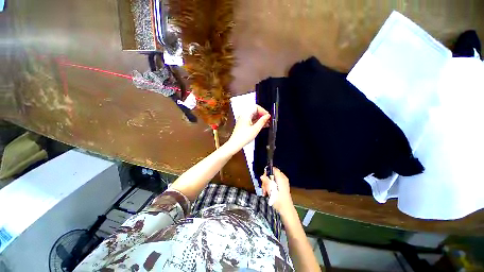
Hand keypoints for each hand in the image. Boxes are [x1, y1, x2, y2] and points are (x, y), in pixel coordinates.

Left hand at [226, 104, 270, 152]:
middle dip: (262, 115)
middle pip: (254, 111)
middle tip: (268, 120)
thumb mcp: (255, 129)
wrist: (235, 144)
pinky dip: (256, 122)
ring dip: (260, 119)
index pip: (256, 107)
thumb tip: (267, 116)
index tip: (268, 116)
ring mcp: (243, 120)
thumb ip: (262, 121)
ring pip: (253, 116)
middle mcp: (243, 116)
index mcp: (246, 114)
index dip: (263, 111)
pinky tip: (261, 126)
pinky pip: (251, 120)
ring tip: (267, 124)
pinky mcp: (243, 124)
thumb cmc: (244, 137)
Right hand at [261, 167, 293, 213]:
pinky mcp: (282, 187)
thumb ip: (266, 181)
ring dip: (267, 184)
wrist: (286, 209)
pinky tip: (268, 193)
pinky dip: (271, 187)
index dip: (267, 172)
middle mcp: (283, 178)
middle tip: (264, 187)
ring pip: (272, 180)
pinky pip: (275, 183)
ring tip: (265, 191)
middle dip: (266, 180)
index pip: (273, 169)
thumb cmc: (278, 198)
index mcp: (281, 177)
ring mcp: (283, 183)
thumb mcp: (270, 189)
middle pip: (272, 174)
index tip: (263, 178)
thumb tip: (262, 176)